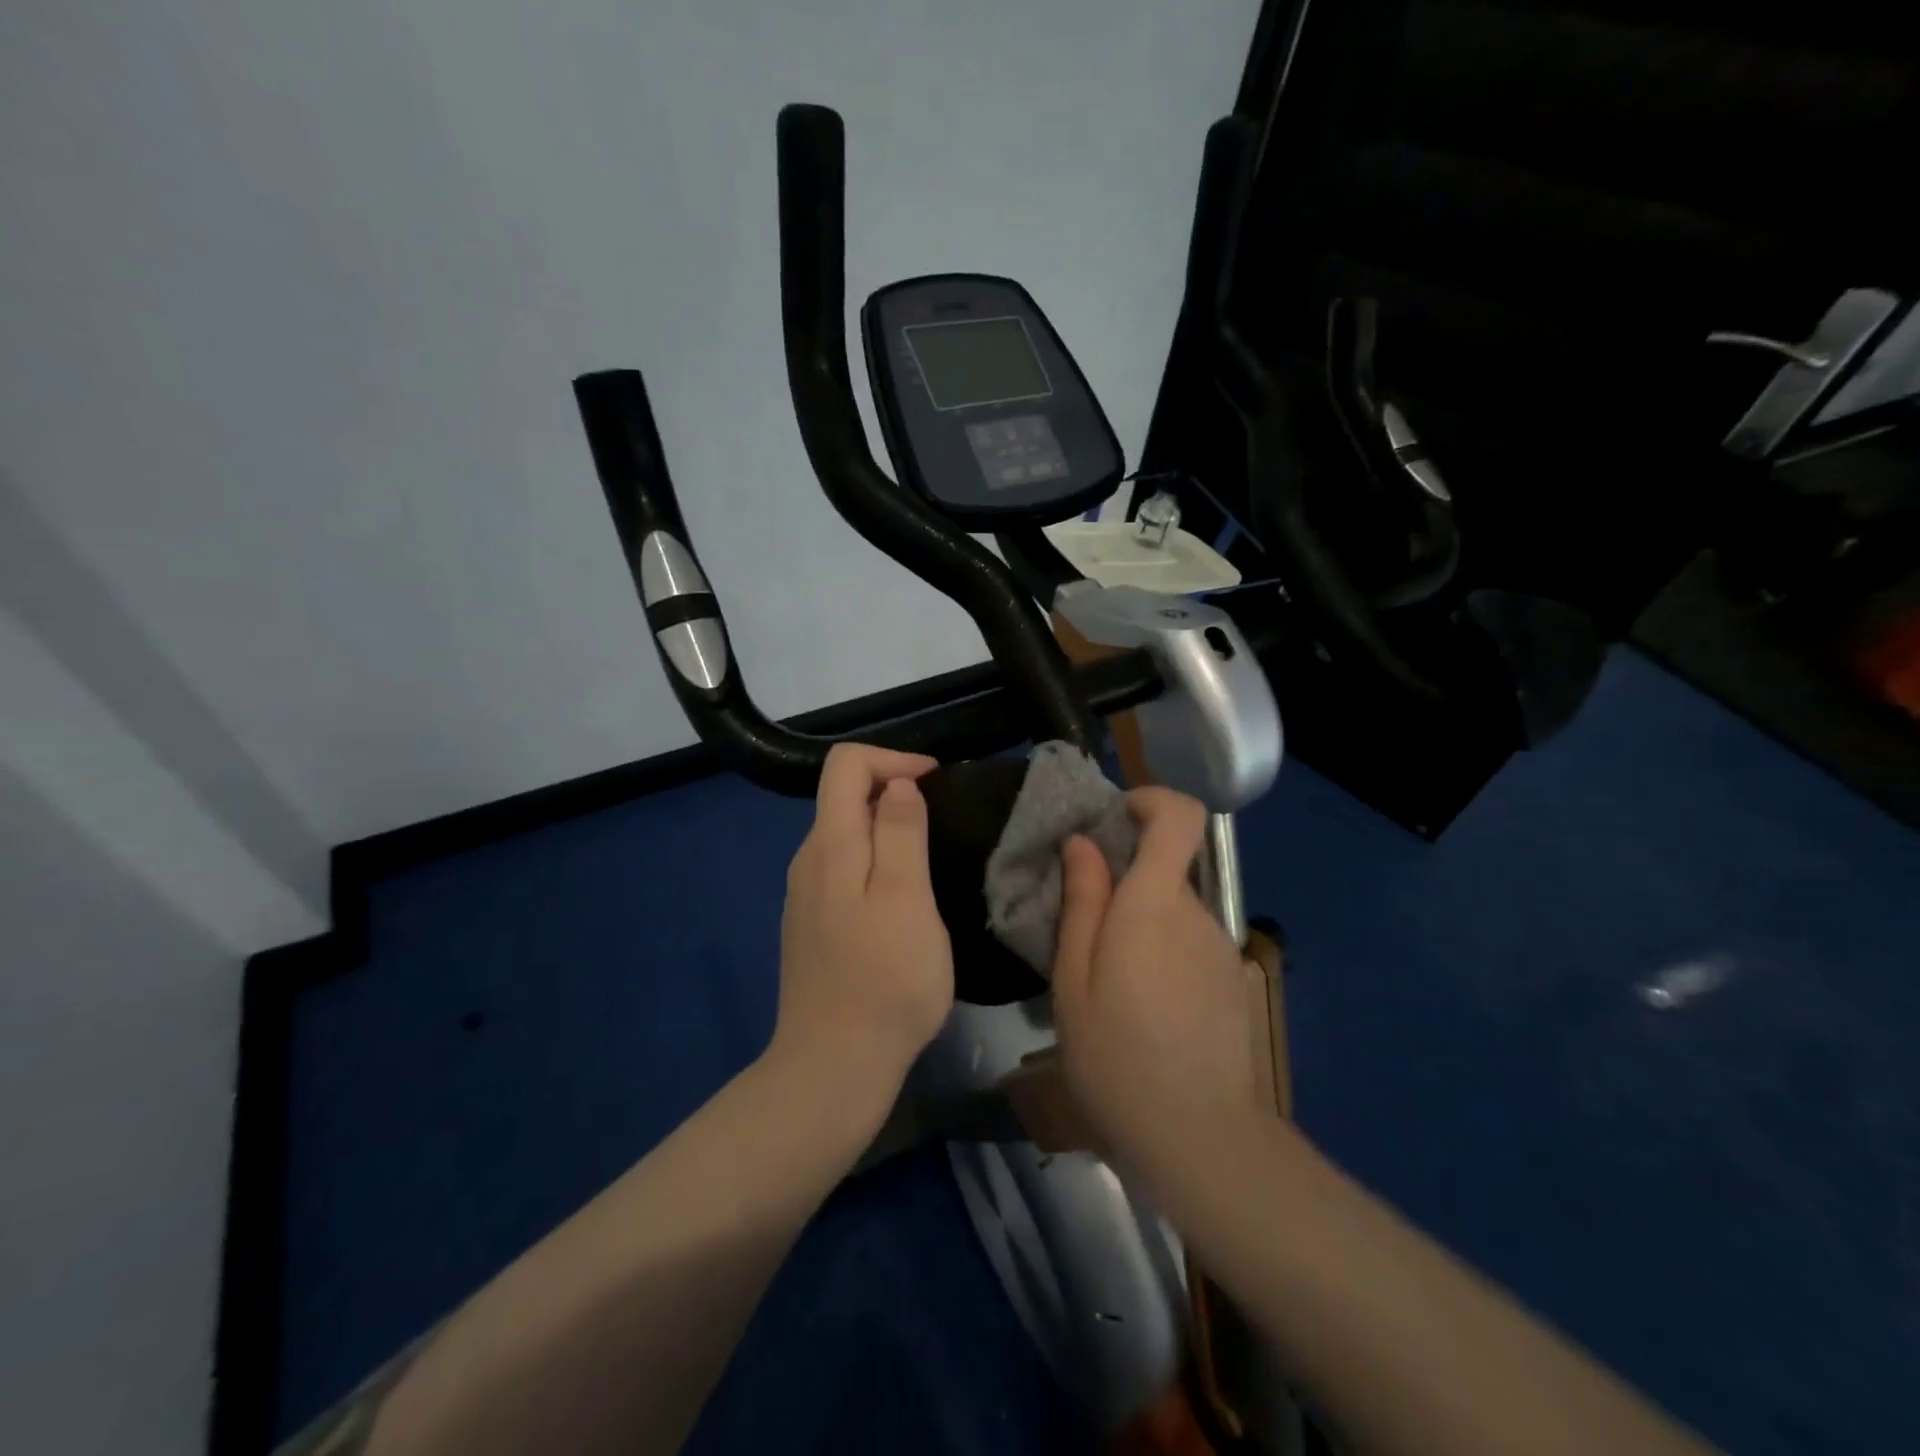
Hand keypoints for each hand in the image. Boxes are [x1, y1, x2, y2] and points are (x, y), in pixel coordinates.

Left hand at [768, 743, 954, 1115]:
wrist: (833, 1067)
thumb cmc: (884, 980)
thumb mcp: (906, 898)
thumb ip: (900, 832)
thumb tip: (897, 783)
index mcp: (829, 844)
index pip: (846, 764)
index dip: (893, 758)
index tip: (937, 783)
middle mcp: (808, 860)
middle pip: (843, 796)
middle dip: (894, 790)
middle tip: (944, 822)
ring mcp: (805, 895)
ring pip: (846, 834)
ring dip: (888, 828)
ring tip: (931, 856)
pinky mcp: (812, 924)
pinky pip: (844, 869)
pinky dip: (876, 862)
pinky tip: (904, 899)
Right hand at [1051, 787, 1257, 1178]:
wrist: (1199, 1138)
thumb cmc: (1116, 1055)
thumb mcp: (1074, 978)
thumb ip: (1082, 901)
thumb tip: (1083, 843)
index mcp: (1155, 903)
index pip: (1180, 816)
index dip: (1150, 800)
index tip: (1113, 820)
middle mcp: (1197, 914)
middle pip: (1167, 868)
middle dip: (1124, 880)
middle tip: (1081, 927)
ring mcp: (1220, 950)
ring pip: (1174, 911)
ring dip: (1140, 925)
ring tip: (1106, 981)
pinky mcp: (1232, 983)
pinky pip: (1189, 945)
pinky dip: (1162, 954)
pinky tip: (1142, 1009)